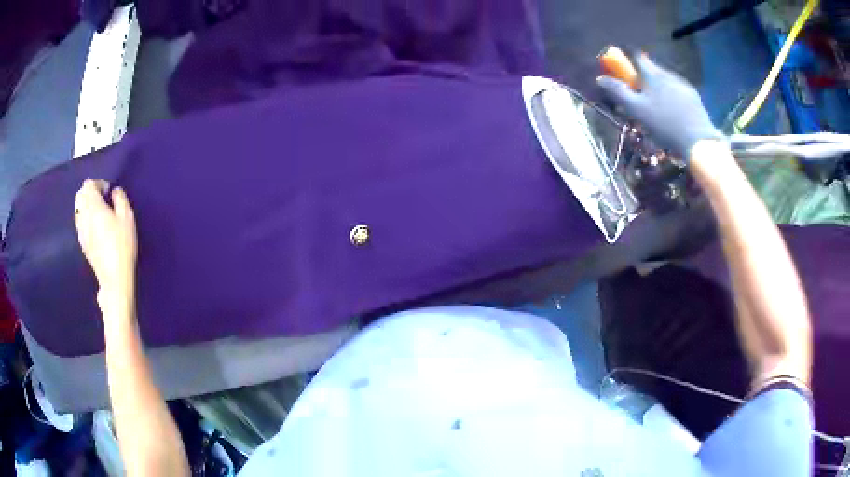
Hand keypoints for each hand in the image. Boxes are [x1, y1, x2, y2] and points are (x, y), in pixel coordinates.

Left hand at [74, 179, 137, 314]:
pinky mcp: (82, 243)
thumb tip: (115, 192)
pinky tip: (96, 227)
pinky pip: (80, 223)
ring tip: (99, 213)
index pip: (88, 185)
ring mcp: (80, 231)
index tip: (108, 191)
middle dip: (90, 193)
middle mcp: (83, 215)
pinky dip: (86, 219)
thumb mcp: (127, 218)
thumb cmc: (122, 245)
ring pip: (78, 209)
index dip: (98, 183)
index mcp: (93, 206)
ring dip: (87, 206)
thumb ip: (120, 199)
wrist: (114, 278)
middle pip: (80, 195)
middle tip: (102, 198)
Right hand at [597, 54, 722, 159]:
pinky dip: (672, 96)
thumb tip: (600, 78)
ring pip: (666, 80)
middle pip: (652, 69)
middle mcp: (667, 74)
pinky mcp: (694, 97)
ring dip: (659, 87)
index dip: (629, 61)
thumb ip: (618, 92)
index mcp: (652, 74)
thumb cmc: (664, 124)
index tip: (625, 71)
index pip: (637, 57)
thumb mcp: (637, 110)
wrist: (698, 140)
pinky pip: (678, 90)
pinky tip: (673, 112)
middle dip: (644, 77)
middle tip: (640, 94)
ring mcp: (682, 84)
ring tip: (658, 106)